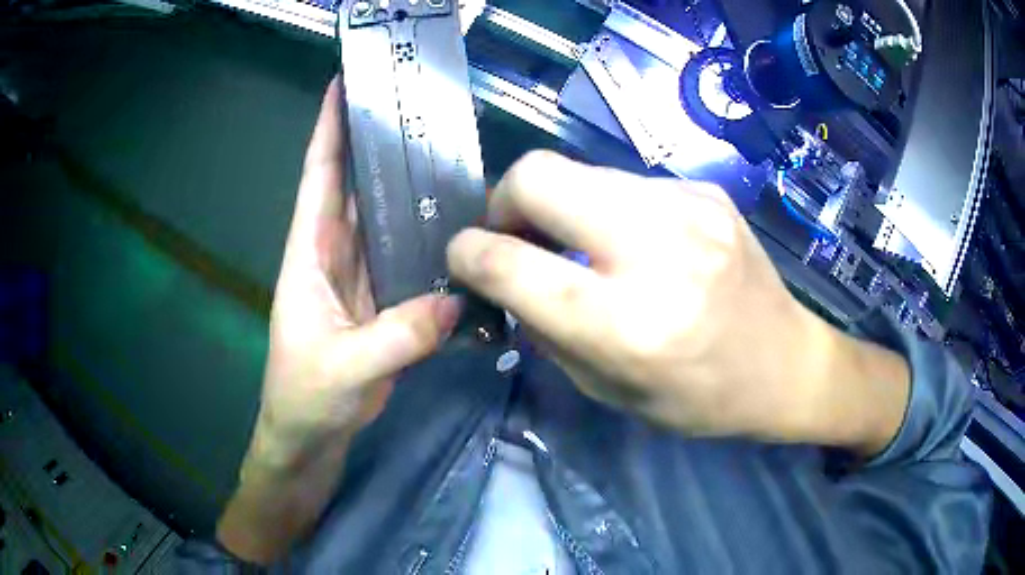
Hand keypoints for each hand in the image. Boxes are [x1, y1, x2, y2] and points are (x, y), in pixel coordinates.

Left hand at [218, 78, 459, 562]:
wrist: (310, 438)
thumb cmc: (305, 399)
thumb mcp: (345, 369)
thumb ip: (397, 337)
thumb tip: (454, 301)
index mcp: (310, 256)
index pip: (318, 178)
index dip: (327, 129)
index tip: (342, 84)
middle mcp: (335, 256)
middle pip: (356, 187)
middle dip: (376, 144)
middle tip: (416, 108)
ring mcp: (362, 279)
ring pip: (385, 220)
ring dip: (407, 189)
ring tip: (449, 156)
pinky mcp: (384, 304)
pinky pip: (407, 261)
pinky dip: (427, 242)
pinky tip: (458, 229)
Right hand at [448, 151, 909, 452]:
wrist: (785, 364)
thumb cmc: (700, 398)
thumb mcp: (609, 389)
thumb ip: (546, 328)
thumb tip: (502, 276)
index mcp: (630, 323)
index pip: (513, 264)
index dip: (470, 254)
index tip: (464, 256)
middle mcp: (659, 250)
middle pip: (539, 175)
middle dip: (504, 200)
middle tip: (512, 234)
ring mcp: (689, 207)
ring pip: (579, 170)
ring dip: (558, 204)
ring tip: (574, 241)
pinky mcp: (705, 190)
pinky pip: (624, 183)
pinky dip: (606, 207)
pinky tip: (631, 241)